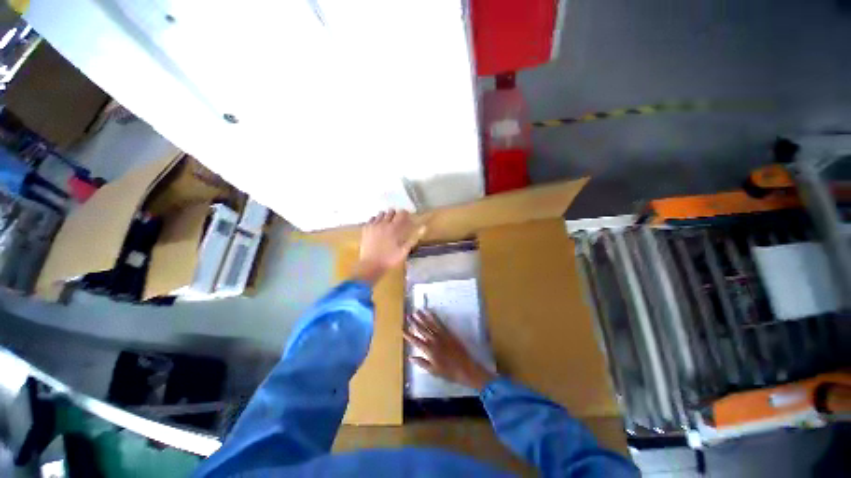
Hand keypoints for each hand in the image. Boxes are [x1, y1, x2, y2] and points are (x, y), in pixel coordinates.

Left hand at [353, 210, 424, 283]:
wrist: (370, 265)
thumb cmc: (389, 259)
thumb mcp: (404, 250)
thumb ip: (414, 238)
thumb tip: (424, 227)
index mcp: (393, 228)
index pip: (401, 214)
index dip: (405, 213)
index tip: (407, 217)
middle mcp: (383, 223)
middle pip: (391, 211)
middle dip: (395, 215)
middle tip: (397, 222)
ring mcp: (373, 225)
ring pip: (381, 214)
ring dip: (386, 216)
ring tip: (387, 224)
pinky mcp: (365, 229)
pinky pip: (372, 219)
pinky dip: (376, 220)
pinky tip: (378, 226)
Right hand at [403, 310, 495, 389]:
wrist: (465, 367)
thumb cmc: (448, 372)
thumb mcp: (433, 371)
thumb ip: (421, 363)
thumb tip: (410, 357)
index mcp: (429, 350)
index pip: (416, 341)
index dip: (409, 335)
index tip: (403, 330)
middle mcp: (434, 340)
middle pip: (422, 329)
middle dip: (414, 322)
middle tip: (408, 316)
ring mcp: (441, 335)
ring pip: (429, 324)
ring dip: (422, 317)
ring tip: (416, 311)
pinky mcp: (448, 332)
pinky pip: (439, 323)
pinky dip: (434, 317)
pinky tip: (430, 312)